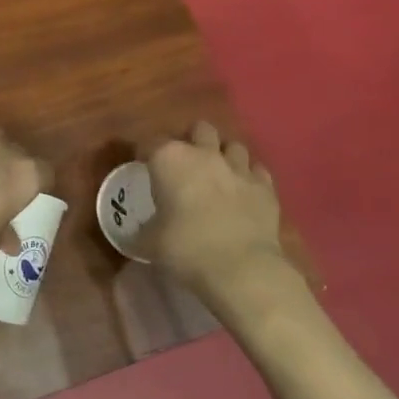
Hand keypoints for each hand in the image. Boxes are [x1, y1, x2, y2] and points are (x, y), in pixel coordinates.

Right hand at [138, 122, 298, 307]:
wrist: (240, 268)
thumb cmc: (184, 248)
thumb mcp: (148, 242)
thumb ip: (140, 231)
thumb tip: (133, 233)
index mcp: (170, 160)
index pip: (150, 144)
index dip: (144, 154)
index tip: (142, 167)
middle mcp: (205, 154)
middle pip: (199, 130)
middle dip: (192, 141)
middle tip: (184, 164)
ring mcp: (239, 168)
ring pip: (233, 145)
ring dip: (223, 156)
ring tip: (216, 174)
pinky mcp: (266, 187)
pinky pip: (256, 171)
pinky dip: (248, 177)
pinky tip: (242, 191)